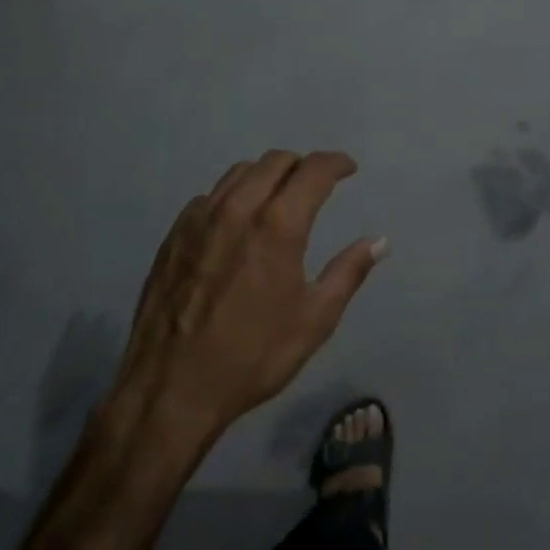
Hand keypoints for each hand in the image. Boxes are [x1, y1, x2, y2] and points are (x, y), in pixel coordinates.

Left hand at [114, 151, 385, 441]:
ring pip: (239, 172)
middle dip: (302, 166)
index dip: (336, 162)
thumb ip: (348, 272)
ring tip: (278, 198)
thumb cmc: (252, 356)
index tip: (348, 168)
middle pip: (275, 161)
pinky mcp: (174, 234)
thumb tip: (379, 241)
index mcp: (278, 226)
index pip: (313, 170)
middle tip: (315, 186)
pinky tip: (237, 223)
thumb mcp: (314, 320)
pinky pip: (210, 196)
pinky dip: (233, 196)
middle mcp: (238, 209)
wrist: (171, 388)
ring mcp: (200, 219)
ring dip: (266, 175)